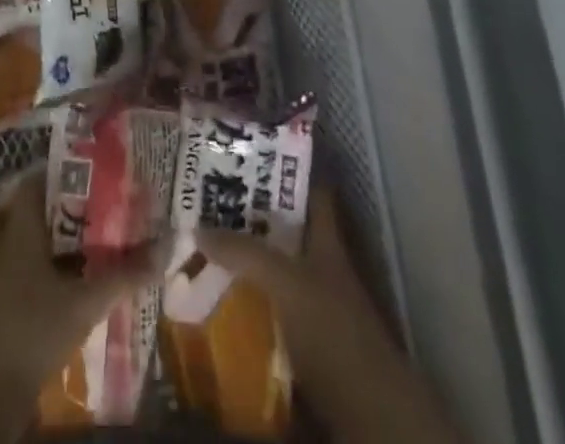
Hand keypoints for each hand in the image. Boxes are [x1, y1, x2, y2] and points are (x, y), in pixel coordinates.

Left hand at [0, 175, 162, 443]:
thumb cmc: (32, 325)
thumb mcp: (84, 300)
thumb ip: (125, 275)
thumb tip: (168, 245)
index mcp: (25, 224)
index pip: (43, 178)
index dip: (71, 169)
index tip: (103, 165)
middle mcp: (19, 240)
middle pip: (53, 211)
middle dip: (85, 206)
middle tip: (122, 198)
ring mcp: (17, 272)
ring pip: (54, 243)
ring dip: (82, 240)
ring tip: (120, 233)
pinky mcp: (22, 302)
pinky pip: (52, 271)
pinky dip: (74, 269)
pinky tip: (101, 275)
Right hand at [195, 190, 466, 443]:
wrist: (367, 413)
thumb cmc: (332, 330)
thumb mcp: (286, 282)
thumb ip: (244, 252)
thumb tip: (198, 227)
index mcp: (326, 239)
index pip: (312, 189)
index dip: (288, 168)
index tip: (251, 151)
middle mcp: (322, 265)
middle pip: (287, 229)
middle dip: (252, 216)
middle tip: (210, 200)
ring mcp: (316, 304)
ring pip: (276, 269)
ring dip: (246, 261)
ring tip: (204, 247)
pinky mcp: (306, 341)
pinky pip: (271, 309)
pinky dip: (248, 302)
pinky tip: (219, 300)